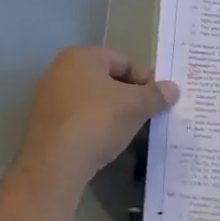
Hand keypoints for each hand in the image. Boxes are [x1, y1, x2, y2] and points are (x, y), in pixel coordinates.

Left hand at [16, 47, 178, 189]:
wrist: (54, 163)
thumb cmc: (97, 121)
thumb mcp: (135, 106)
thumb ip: (156, 95)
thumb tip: (173, 88)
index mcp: (81, 56)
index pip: (124, 60)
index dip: (146, 79)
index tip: (160, 101)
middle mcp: (60, 70)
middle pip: (107, 79)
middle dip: (130, 97)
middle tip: (148, 116)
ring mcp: (50, 97)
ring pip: (93, 100)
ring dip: (114, 113)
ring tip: (131, 132)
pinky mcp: (46, 123)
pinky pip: (79, 118)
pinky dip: (96, 126)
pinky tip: (107, 143)